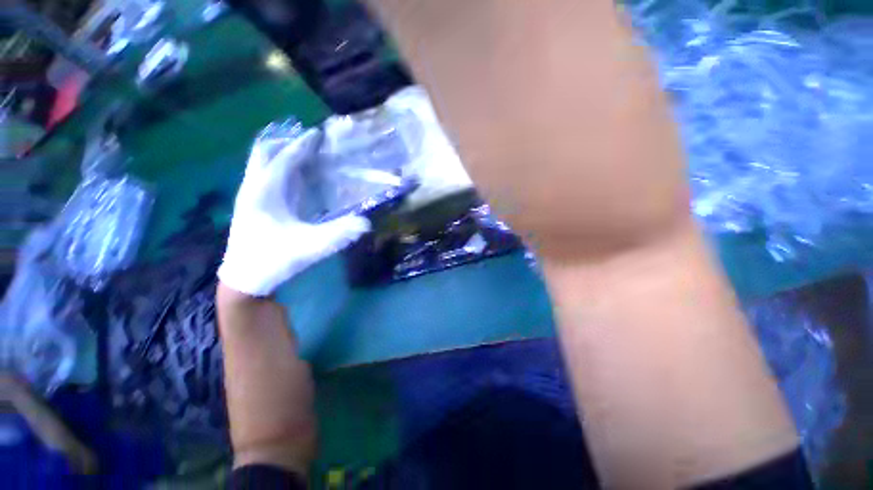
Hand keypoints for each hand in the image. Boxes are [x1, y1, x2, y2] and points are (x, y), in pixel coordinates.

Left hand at [218, 128, 370, 296]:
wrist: (244, 280)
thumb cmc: (272, 261)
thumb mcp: (308, 248)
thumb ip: (337, 235)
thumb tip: (366, 223)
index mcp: (263, 192)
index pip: (283, 159)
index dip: (301, 145)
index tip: (317, 133)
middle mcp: (253, 188)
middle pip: (264, 152)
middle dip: (285, 142)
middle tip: (310, 141)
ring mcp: (251, 196)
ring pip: (262, 163)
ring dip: (282, 153)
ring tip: (305, 152)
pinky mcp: (255, 205)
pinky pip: (266, 176)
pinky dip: (282, 168)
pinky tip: (298, 176)